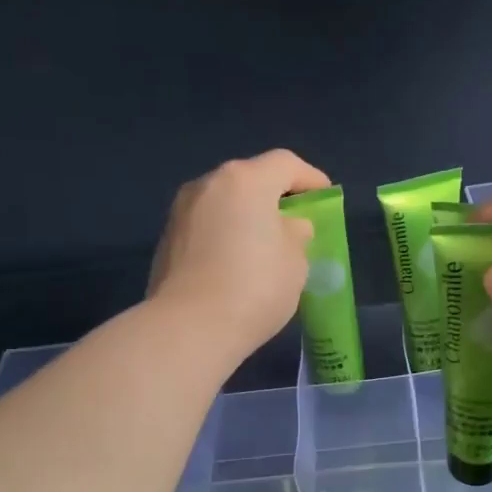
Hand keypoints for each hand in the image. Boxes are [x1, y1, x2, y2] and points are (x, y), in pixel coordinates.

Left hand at [149, 149, 330, 370]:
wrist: (189, 328)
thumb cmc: (255, 287)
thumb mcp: (295, 262)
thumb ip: (296, 235)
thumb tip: (288, 227)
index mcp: (245, 181)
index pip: (285, 164)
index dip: (310, 178)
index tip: (325, 197)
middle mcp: (208, 185)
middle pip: (250, 180)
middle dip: (275, 197)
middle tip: (295, 223)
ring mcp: (181, 212)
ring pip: (224, 204)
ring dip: (247, 217)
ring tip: (265, 247)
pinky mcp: (166, 241)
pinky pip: (206, 228)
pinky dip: (225, 236)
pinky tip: (236, 265)